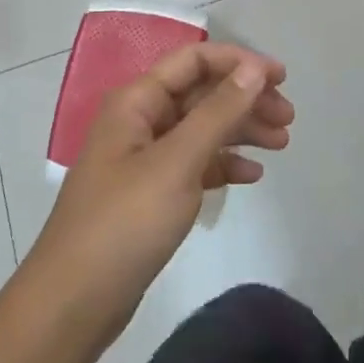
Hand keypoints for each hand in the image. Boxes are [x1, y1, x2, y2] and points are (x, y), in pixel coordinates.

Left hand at [26, 42, 292, 343]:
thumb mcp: (177, 162)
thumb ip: (218, 112)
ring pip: (201, 129)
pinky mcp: (151, 193)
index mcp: (137, 102)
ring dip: (241, 131)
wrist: (75, 301)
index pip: (194, 60)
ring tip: (282, 144)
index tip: (281, 78)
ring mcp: (144, 159)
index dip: (239, 62)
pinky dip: (223, 164)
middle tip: (288, 118)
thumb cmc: (125, 222)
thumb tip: (254, 68)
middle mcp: (140, 121)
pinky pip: (195, 164)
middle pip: (201, 94)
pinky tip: (252, 175)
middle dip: (245, 100)